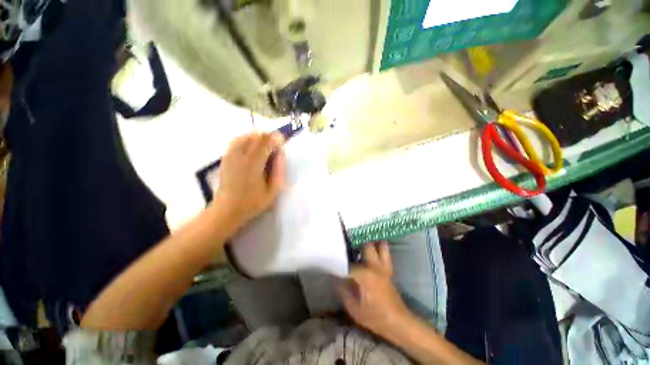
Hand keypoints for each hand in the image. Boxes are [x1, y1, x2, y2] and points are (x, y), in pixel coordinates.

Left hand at [213, 132, 285, 229]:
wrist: (227, 210)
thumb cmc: (253, 202)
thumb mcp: (273, 190)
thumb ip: (279, 170)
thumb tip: (281, 153)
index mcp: (253, 164)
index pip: (265, 142)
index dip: (276, 139)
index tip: (283, 141)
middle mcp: (240, 156)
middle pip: (256, 137)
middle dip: (268, 137)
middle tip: (276, 144)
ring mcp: (230, 155)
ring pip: (245, 136)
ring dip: (258, 137)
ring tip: (266, 145)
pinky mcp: (225, 158)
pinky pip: (237, 141)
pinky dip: (247, 139)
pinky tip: (253, 148)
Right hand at [339, 242, 411, 336]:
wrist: (398, 322)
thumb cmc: (375, 317)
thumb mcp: (354, 308)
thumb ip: (343, 291)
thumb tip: (335, 278)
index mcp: (365, 275)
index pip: (349, 263)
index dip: (340, 262)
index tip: (333, 260)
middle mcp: (375, 266)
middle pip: (367, 245)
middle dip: (357, 243)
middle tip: (348, 244)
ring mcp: (384, 266)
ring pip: (381, 245)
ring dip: (372, 242)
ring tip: (361, 242)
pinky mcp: (389, 269)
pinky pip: (385, 253)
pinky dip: (379, 247)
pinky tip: (371, 250)